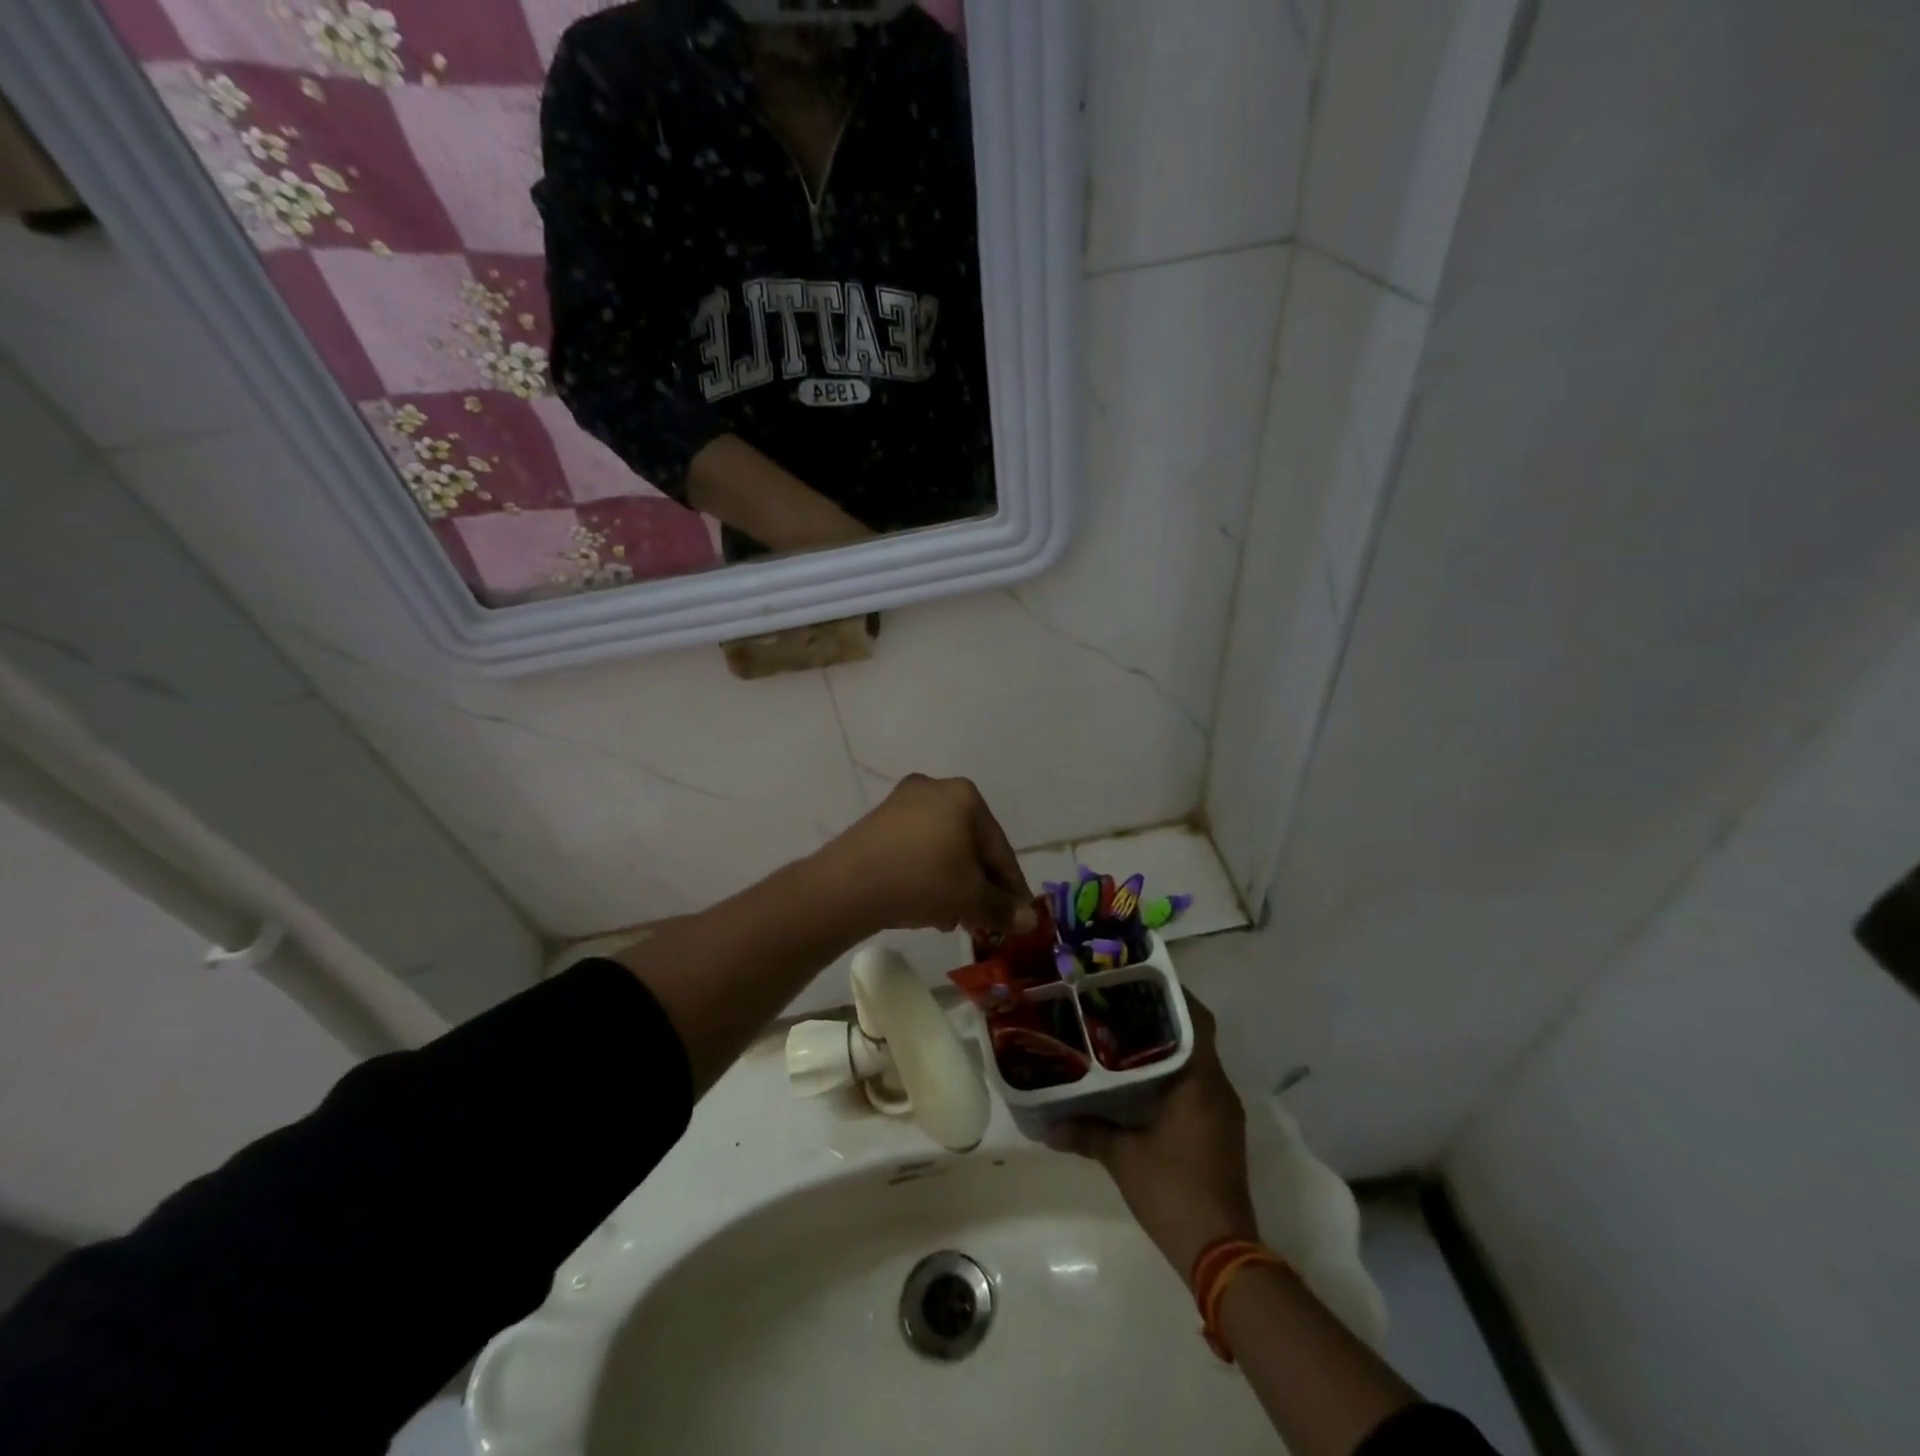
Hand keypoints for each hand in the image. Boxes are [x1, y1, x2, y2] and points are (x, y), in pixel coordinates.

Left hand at [816, 775, 1036, 936]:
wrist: (847, 885)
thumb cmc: (922, 880)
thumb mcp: (970, 898)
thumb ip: (1003, 908)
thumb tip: (1028, 920)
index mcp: (966, 796)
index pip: (1000, 849)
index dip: (1012, 888)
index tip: (1019, 917)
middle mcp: (936, 788)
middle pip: (971, 846)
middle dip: (979, 886)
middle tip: (983, 922)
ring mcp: (903, 802)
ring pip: (943, 849)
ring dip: (954, 884)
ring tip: (951, 919)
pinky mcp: (879, 820)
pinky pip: (917, 848)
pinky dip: (928, 874)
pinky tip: (926, 905)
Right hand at [1048, 991, 1260, 1279]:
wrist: (1221, 1252)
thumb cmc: (1173, 1190)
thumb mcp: (1122, 1157)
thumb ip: (1087, 1132)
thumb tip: (1048, 1126)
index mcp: (1201, 1081)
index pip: (1197, 1020)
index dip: (1174, 995)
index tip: (1141, 981)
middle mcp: (1218, 1089)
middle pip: (1195, 1037)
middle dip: (1162, 1019)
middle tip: (1121, 1005)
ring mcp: (1223, 1113)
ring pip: (1196, 1063)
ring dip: (1167, 1049)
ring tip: (1124, 1037)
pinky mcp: (1221, 1133)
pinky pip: (1198, 1087)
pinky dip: (1173, 1076)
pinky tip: (1140, 1083)